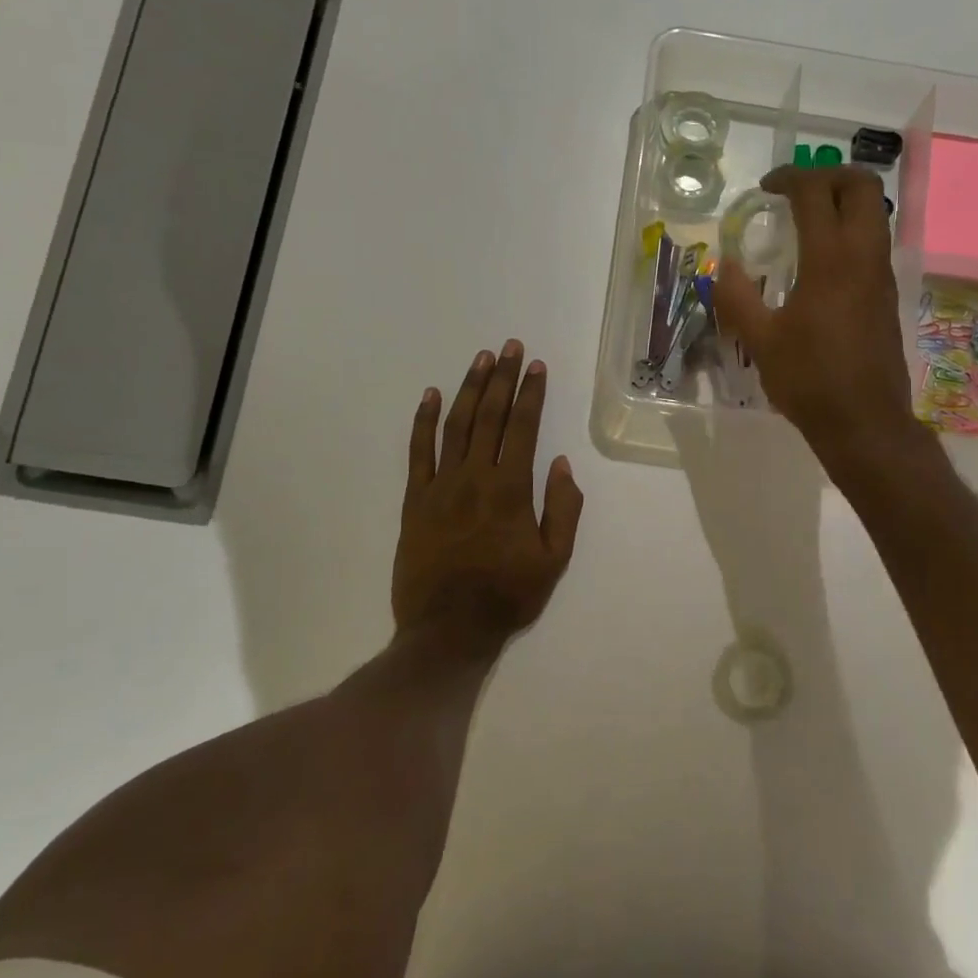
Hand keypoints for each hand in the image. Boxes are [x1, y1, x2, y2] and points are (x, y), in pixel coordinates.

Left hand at [393, 340, 584, 659]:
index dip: (531, 394)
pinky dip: (423, 421)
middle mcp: (475, 477)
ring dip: (469, 389)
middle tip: (511, 347)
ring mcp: (440, 486)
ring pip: (455, 425)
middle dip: (503, 378)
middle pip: (490, 416)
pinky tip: (430, 395)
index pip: (524, 428)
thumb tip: (562, 464)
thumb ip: (563, 509)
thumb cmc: (508, 595)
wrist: (447, 630)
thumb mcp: (554, 559)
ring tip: (481, 360)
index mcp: (511, 489)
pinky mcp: (414, 500)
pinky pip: (417, 452)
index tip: (537, 366)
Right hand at [713, 165, 928, 471]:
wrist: (865, 422)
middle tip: (795, 190)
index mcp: (830, 260)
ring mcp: (881, 275)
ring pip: (874, 212)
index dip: (789, 177)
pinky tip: (821, 261)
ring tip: (806, 220)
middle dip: (828, 174)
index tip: (766, 188)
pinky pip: (874, 242)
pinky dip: (851, 230)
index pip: (815, 192)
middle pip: (861, 186)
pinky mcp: (887, 295)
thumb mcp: (760, 341)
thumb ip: (737, 297)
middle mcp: (864, 256)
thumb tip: (723, 266)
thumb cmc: (810, 380)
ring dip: (843, 201)